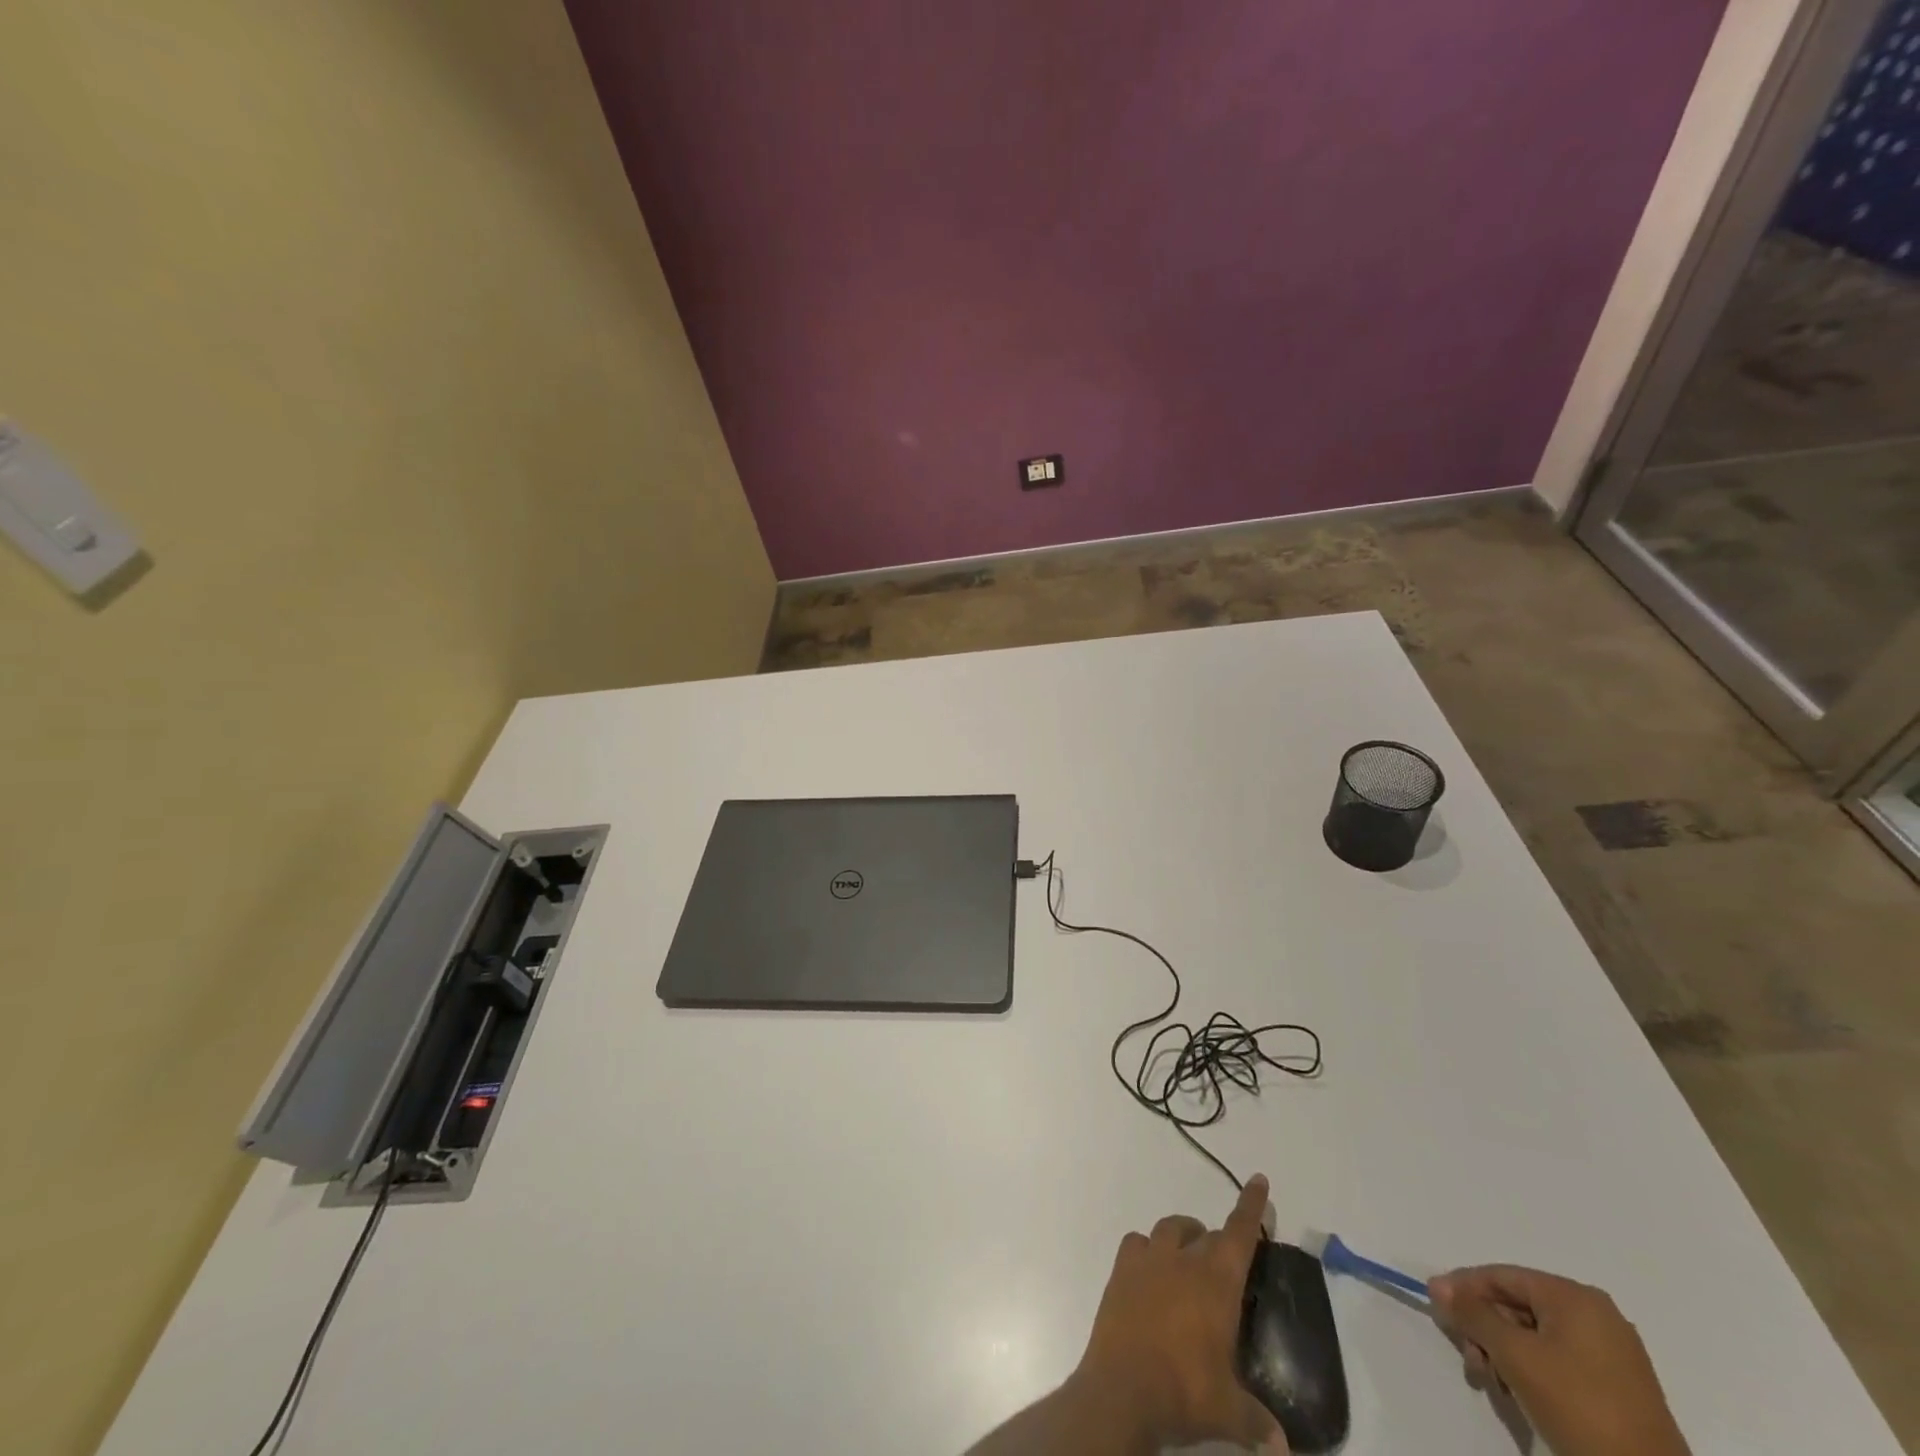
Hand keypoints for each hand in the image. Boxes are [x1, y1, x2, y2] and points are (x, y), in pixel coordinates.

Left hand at [1069, 1174, 1285, 1452]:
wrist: (1122, 1389)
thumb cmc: (1184, 1392)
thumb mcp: (1229, 1412)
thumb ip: (1258, 1423)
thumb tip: (1282, 1447)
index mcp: (1216, 1282)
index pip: (1239, 1234)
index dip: (1252, 1207)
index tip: (1259, 1180)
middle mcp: (1183, 1260)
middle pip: (1206, 1235)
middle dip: (1219, 1243)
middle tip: (1226, 1266)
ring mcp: (1148, 1260)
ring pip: (1170, 1229)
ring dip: (1184, 1236)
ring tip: (1189, 1260)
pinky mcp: (1121, 1269)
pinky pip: (1136, 1243)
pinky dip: (1147, 1250)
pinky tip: (1151, 1271)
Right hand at [1429, 1265, 1688, 1455]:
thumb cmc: (1578, 1406)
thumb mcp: (1515, 1355)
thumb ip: (1472, 1314)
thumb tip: (1437, 1285)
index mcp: (1576, 1297)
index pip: (1503, 1276)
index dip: (1464, 1288)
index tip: (1436, 1307)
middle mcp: (1596, 1315)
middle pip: (1518, 1305)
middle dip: (1486, 1329)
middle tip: (1470, 1358)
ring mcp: (1612, 1353)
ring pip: (1536, 1335)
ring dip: (1505, 1353)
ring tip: (1494, 1382)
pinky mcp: (1619, 1387)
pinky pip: (1559, 1359)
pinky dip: (1532, 1370)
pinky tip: (1521, 1393)